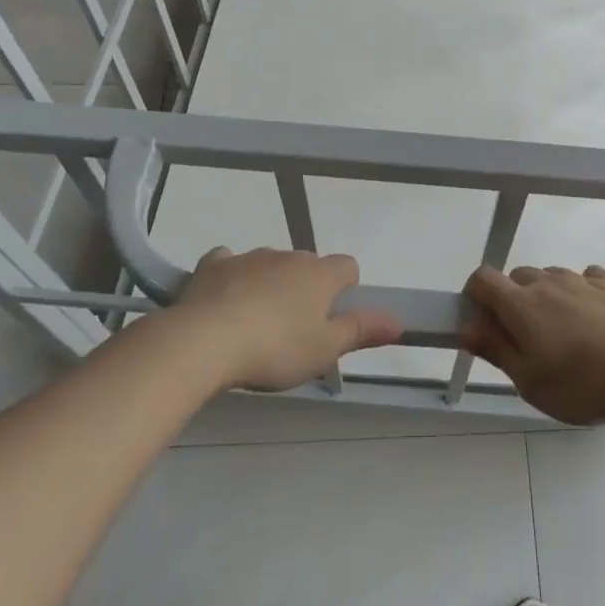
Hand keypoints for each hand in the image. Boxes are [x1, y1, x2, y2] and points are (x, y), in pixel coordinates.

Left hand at [174, 247, 403, 391]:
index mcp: (320, 274)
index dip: (345, 289)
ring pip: (271, 264)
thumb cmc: (275, 348)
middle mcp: (289, 256)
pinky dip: (231, 275)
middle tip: (293, 329)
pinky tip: (224, 298)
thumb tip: (399, 321)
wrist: (205, 340)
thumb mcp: (324, 349)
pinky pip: (229, 262)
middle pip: (307, 265)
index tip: (332, 317)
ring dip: (270, 283)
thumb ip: (361, 331)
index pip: (347, 266)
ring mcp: (251, 257)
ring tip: (256, 322)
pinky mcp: (215, 264)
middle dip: (305, 288)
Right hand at [460, 265, 604, 424]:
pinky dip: (581, 292)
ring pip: (552, 277)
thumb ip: (495, 349)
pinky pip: (586, 278)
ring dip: (548, 296)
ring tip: (565, 333)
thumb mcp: (529, 381)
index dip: (476, 295)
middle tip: (526, 338)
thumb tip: (465, 327)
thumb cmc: (582, 384)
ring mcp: (582, 278)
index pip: (483, 279)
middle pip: (517, 277)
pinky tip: (594, 318)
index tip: (483, 322)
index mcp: (520, 304)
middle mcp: (548, 281)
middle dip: (513, 300)